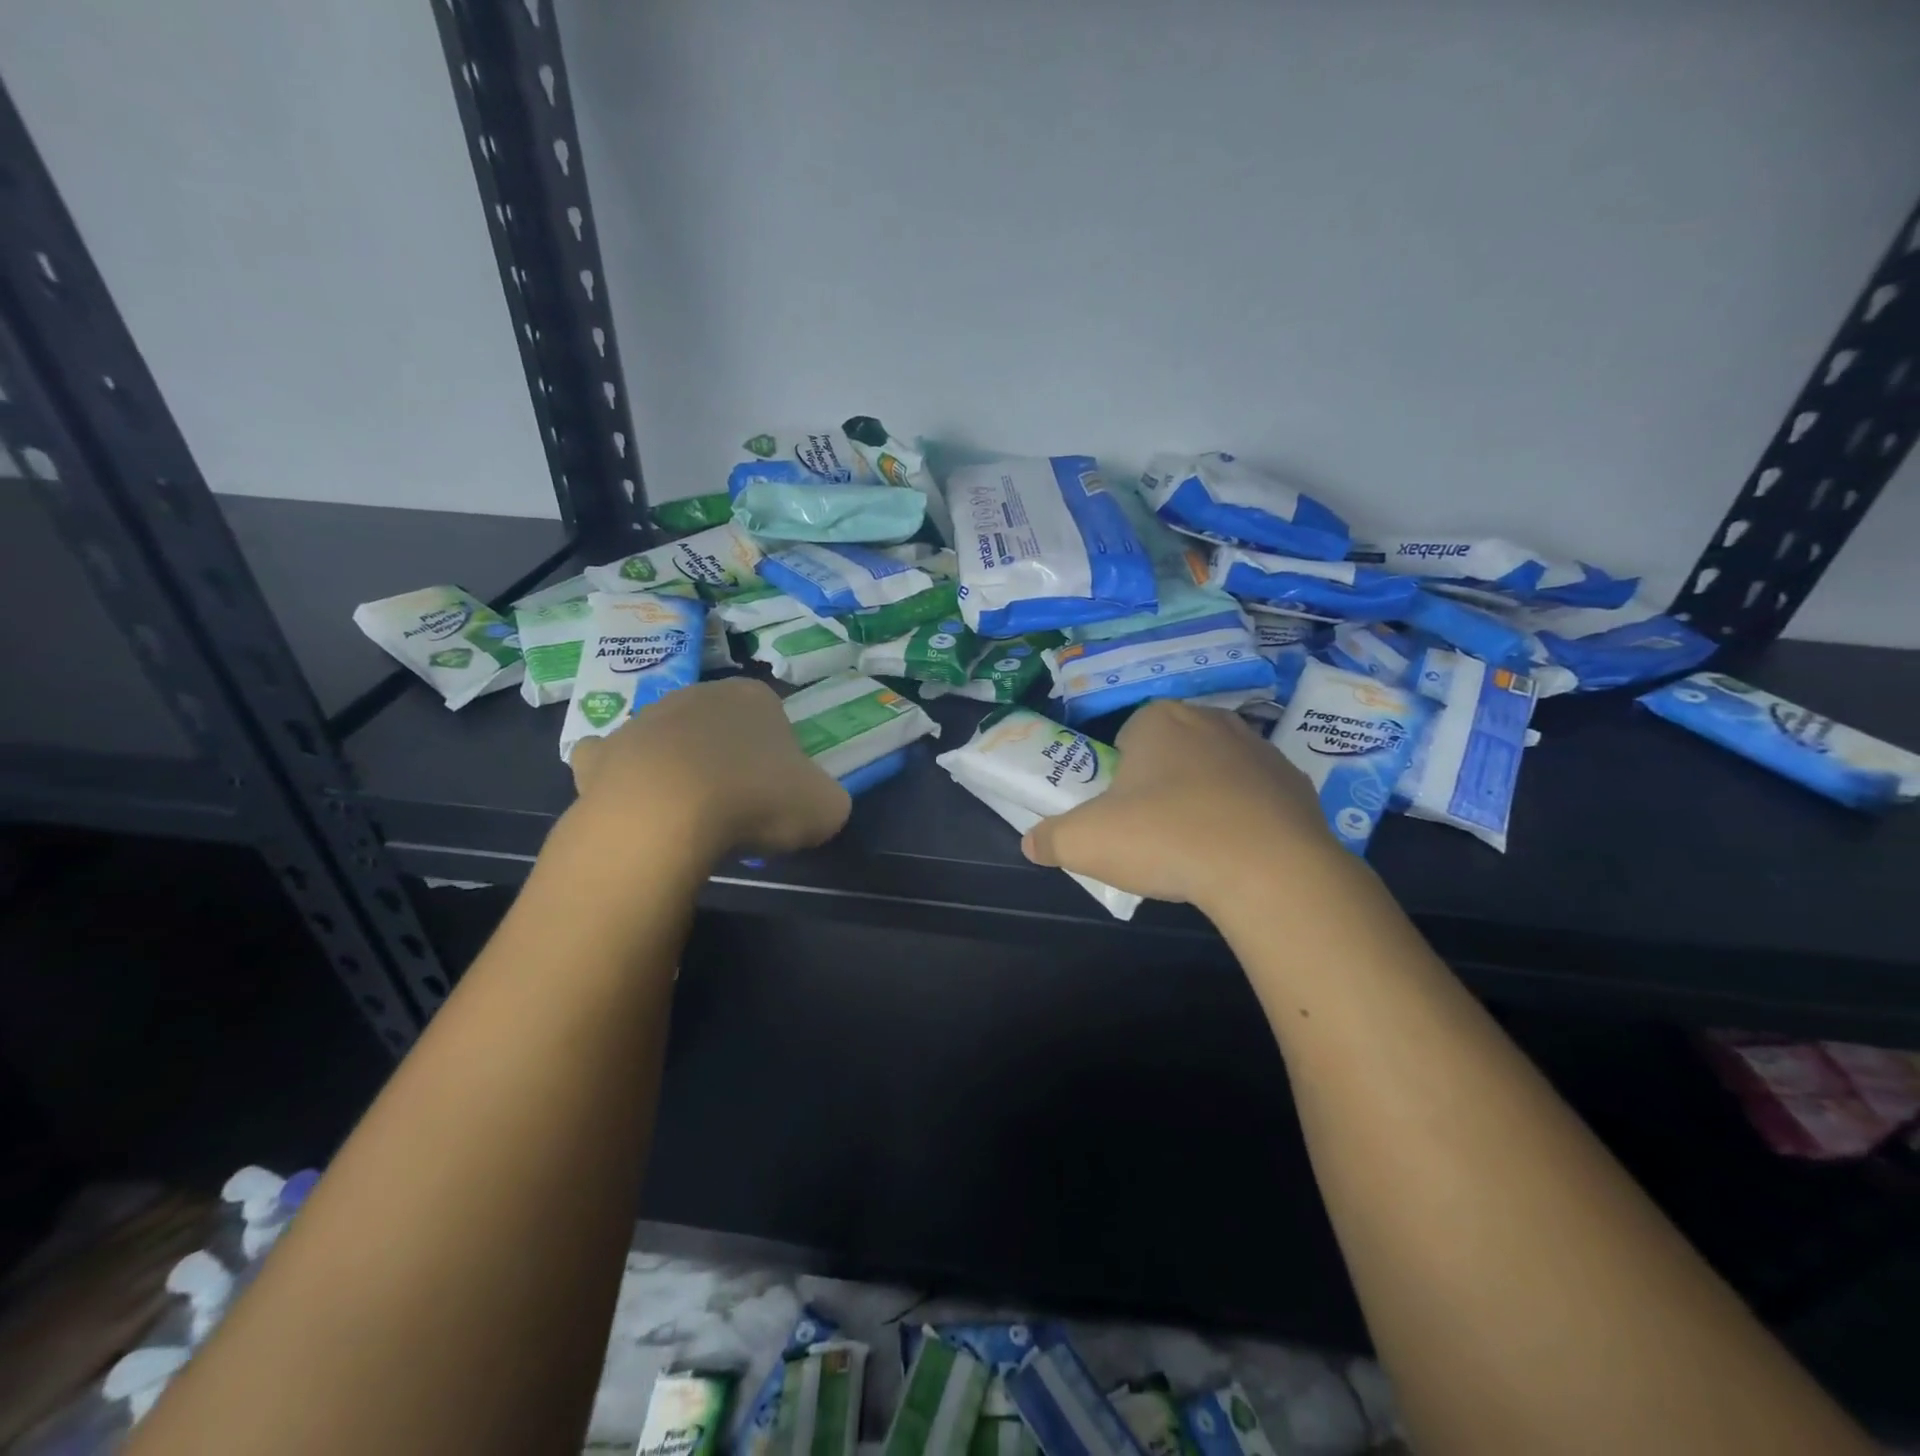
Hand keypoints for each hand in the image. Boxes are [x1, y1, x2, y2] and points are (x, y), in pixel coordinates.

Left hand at [568, 678, 850, 859]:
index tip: (779, 793)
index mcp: (753, 697)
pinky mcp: (601, 754)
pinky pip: (612, 760)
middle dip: (728, 757)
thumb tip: (815, 804)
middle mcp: (697, 695)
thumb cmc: (757, 800)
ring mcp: (643, 720)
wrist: (667, 816)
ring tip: (689, 816)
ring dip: (679, 767)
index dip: (780, 758)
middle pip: (719, 726)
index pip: (774, 719)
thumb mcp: (826, 807)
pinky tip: (633, 804)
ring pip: (669, 740)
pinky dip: (621, 777)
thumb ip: (827, 798)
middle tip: (738, 806)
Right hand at [1020, 700, 1345, 911]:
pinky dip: (1244, 818)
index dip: (1118, 775)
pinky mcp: (1296, 783)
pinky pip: (1256, 797)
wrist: (1268, 870)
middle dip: (1160, 783)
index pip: (1127, 736)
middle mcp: (1211, 720)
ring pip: (1216, 770)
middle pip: (1172, 751)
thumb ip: (1049, 839)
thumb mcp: (1084, 842)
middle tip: (1152, 831)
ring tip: (1196, 847)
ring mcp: (1260, 749)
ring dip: (1204, 798)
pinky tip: (1237, 853)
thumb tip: (1031, 843)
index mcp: (1158, 719)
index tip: (1120, 813)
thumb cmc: (1165, 837)